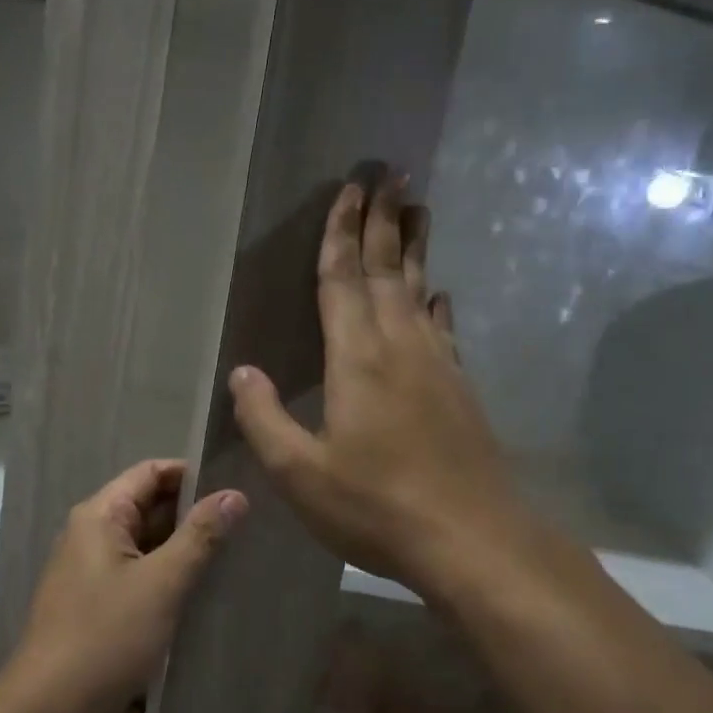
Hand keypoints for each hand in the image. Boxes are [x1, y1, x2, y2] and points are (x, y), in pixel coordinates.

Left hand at [0, 460, 245, 712]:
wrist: (48, 706)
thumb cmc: (105, 637)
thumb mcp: (161, 584)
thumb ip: (200, 536)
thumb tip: (235, 494)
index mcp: (100, 515)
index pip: (150, 472)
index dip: (191, 474)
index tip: (235, 486)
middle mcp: (90, 532)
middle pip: (146, 505)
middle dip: (191, 512)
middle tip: (244, 522)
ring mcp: (88, 568)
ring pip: (143, 541)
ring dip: (180, 545)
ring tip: (231, 551)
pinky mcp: (93, 600)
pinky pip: (135, 570)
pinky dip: (165, 571)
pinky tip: (197, 586)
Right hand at [228, 172, 528, 603]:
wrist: (471, 540)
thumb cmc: (375, 506)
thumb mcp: (300, 472)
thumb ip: (265, 419)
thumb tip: (241, 372)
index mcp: (357, 360)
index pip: (343, 280)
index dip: (342, 232)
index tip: (350, 188)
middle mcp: (400, 347)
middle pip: (388, 270)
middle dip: (384, 220)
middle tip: (390, 172)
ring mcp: (437, 366)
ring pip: (420, 291)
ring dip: (414, 248)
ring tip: (418, 208)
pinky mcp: (458, 390)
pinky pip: (443, 329)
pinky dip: (437, 303)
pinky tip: (440, 295)